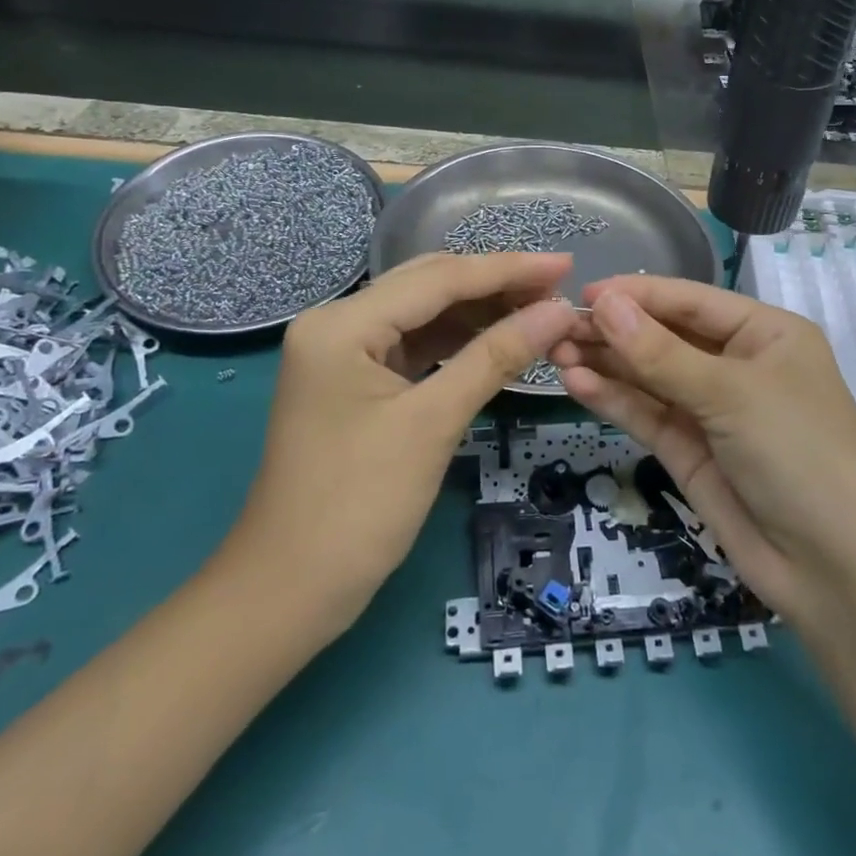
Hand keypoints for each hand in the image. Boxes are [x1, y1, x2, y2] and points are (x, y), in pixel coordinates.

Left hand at [217, 253, 577, 631]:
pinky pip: (415, 345)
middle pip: (429, 286)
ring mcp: (343, 353)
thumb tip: (558, 312)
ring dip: (480, 311)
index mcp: (342, 323)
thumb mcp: (433, 423)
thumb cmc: (357, 506)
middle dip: (496, 284)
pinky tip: (498, 340)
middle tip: (559, 286)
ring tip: (539, 310)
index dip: (508, 269)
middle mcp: (337, 323)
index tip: (566, 264)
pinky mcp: (355, 381)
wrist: (289, 591)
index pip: (439, 278)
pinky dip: (458, 342)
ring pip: (424, 314)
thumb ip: (496, 356)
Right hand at [550, 276, 855, 623]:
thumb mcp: (731, 393)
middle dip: (614, 331)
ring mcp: (712, 411)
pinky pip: (648, 415)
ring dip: (606, 364)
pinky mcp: (691, 452)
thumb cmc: (799, 452)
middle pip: (665, 337)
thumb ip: (660, 352)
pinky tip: (577, 384)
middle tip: (554, 327)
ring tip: (554, 352)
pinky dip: (614, 399)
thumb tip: (602, 303)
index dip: (637, 294)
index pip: (690, 300)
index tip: (581, 293)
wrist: (837, 569)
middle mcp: (737, 365)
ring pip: (650, 376)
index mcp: (764, 333)